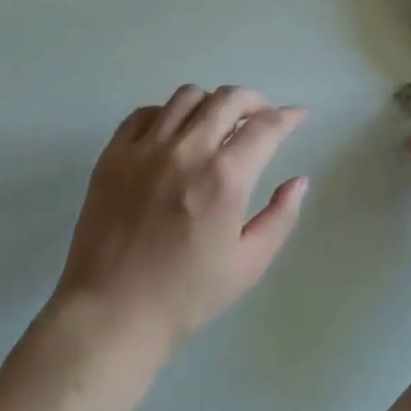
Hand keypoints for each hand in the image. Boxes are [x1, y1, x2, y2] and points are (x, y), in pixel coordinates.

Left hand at [50, 85, 308, 359]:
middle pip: (228, 99)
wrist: (111, 313)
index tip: (297, 116)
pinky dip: (167, 114)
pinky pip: (146, 113)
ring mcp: (146, 148)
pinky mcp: (114, 153)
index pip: (265, 127)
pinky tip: (174, 134)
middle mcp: (187, 151)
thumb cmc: (185, 296)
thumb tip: (299, 180)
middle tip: (262, 115)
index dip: (288, 116)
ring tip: (217, 122)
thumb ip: (280, 217)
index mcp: (224, 178)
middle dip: (255, 100)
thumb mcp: (247, 265)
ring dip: (212, 103)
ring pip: (187, 96)